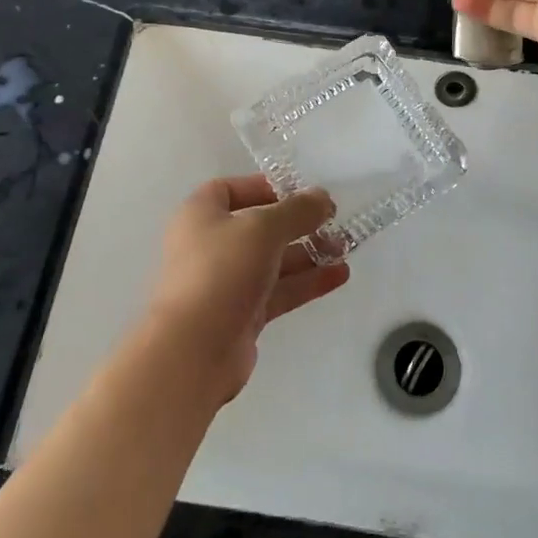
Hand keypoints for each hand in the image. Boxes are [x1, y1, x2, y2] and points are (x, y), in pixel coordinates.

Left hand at [144, 175, 348, 402]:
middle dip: (297, 224)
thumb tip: (322, 198)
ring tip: (344, 249)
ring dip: (308, 253)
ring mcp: (226, 282)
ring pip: (273, 260)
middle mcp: (210, 245)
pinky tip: (339, 275)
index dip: (265, 187)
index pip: (231, 189)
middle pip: (259, 226)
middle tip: (334, 223)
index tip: (300, 193)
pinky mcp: (242, 315)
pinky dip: (306, 281)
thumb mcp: (263, 228)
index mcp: (201, 215)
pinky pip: (278, 290)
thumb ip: (297, 210)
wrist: (194, 351)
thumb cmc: (222, 271)